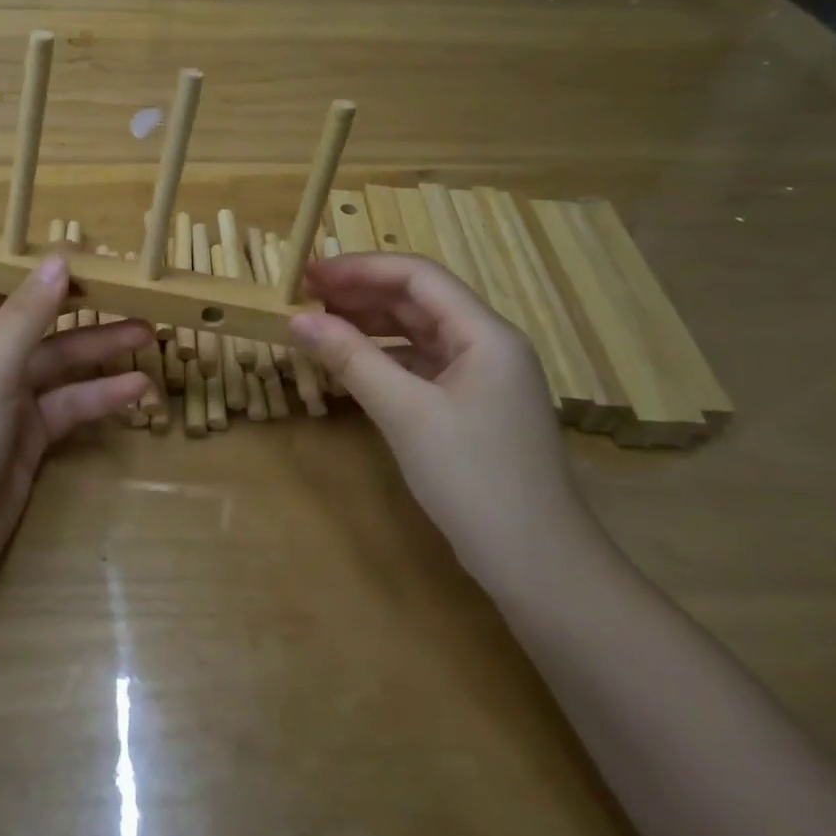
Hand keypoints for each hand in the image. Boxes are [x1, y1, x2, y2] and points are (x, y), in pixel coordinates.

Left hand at [0, 253, 153, 608]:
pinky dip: (102, 397)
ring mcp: (9, 401)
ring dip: (103, 350)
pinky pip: (71, 406)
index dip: (40, 270)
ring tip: (151, 335)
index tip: (89, 256)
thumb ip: (28, 315)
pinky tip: (137, 390)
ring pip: (62, 365)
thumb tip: (61, 258)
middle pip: (41, 323)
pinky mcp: (31, 437)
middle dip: (85, 309)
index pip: (0, 287)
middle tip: (136, 293)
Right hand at [289, 252, 596, 586]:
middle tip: (304, 298)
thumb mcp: (405, 413)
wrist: (539, 567)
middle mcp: (488, 344)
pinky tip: (352, 365)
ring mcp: (482, 377)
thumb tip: (296, 320)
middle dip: (360, 293)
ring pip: (418, 332)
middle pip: (418, 300)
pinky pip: (421, 364)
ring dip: (369, 324)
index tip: (308, 275)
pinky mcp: (472, 406)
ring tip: (319, 324)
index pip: (417, 276)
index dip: (360, 268)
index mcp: (485, 334)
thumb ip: (351, 359)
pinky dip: (384, 357)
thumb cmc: (474, 479)